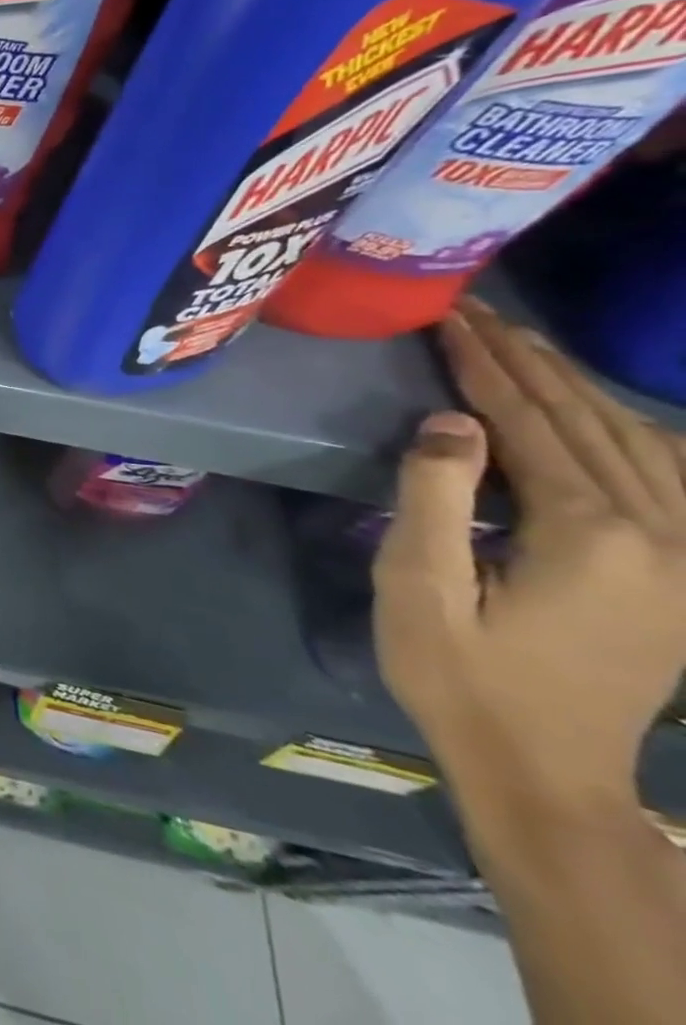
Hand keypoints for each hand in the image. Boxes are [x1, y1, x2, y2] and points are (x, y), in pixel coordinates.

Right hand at [374, 299, 685, 814]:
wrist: (545, 768)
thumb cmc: (459, 674)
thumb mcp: (419, 585)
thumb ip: (435, 497)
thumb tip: (452, 421)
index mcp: (590, 534)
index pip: (529, 422)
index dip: (484, 366)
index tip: (449, 317)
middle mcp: (660, 533)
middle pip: (588, 421)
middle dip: (527, 360)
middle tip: (478, 312)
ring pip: (636, 440)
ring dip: (573, 384)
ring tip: (519, 344)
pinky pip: (668, 475)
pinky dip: (624, 426)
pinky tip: (596, 410)